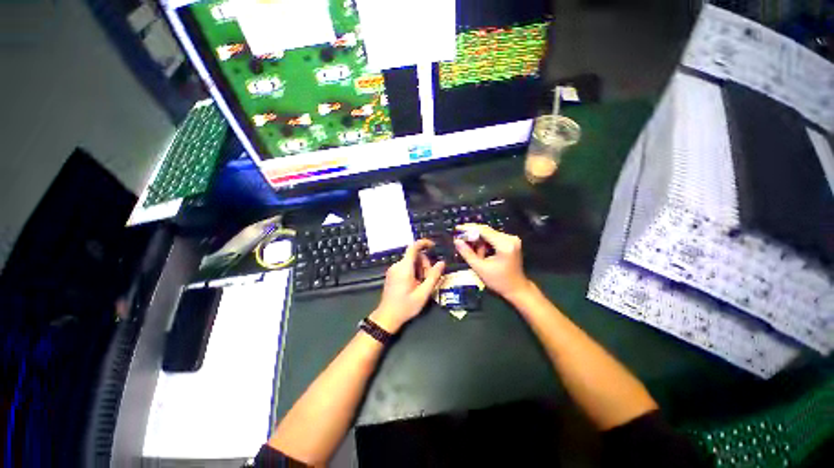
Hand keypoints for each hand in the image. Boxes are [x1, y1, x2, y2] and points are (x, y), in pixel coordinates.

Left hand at [371, 239, 444, 333]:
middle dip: (425, 264)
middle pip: (415, 256)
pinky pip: (406, 266)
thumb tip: (442, 263)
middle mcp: (397, 265)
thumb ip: (433, 277)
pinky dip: (413, 271)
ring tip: (422, 284)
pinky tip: (415, 284)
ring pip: (411, 261)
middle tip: (428, 279)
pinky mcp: (392, 274)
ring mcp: (393, 269)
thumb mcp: (423, 293)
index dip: (424, 243)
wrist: (387, 317)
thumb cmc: (405, 306)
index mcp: (404, 268)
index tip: (433, 246)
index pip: (413, 247)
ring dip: (420, 269)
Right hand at [454, 224, 532, 300]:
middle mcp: (510, 238)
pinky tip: (481, 253)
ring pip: (489, 234)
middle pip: (486, 231)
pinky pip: (494, 238)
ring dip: (479, 241)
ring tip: (475, 254)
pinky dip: (485, 243)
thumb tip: (456, 241)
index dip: (469, 228)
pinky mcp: (511, 242)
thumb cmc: (498, 281)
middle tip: (460, 239)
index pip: (483, 230)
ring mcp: (511, 239)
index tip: (457, 228)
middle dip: (473, 235)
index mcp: (504, 245)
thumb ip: (467, 253)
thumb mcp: (480, 268)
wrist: (517, 289)